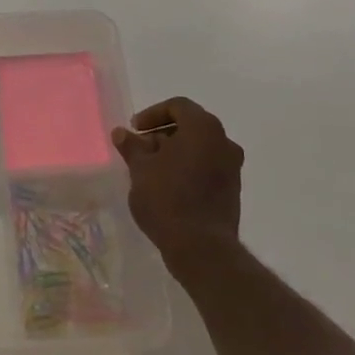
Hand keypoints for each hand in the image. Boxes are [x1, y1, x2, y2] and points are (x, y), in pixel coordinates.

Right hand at [112, 98, 243, 261]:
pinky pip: (207, 166)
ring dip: (174, 152)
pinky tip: (167, 185)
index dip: (153, 114)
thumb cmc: (167, 198)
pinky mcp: (232, 190)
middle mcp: (224, 142)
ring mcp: (232, 168)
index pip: (178, 106)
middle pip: (190, 126)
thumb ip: (132, 146)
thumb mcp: (140, 168)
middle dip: (162, 134)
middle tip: (140, 149)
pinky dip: (188, 167)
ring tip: (150, 169)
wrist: (201, 247)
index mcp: (203, 128)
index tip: (135, 129)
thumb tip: (122, 133)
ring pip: (199, 148)